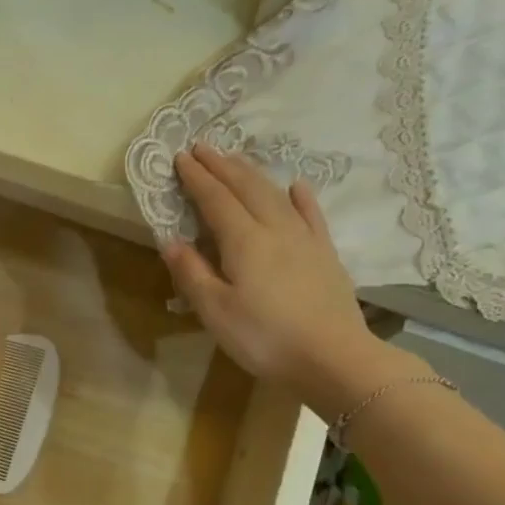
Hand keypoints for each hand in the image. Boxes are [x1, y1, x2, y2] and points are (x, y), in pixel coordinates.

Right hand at [162, 144, 391, 414]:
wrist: (332, 357)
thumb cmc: (264, 338)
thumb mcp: (215, 311)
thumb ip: (192, 274)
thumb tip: (171, 241)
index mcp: (244, 241)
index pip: (215, 200)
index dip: (197, 178)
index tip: (180, 157)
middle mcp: (275, 229)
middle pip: (246, 188)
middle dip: (222, 166)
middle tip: (203, 147)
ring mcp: (305, 239)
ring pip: (275, 195)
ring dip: (253, 174)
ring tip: (235, 160)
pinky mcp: (325, 254)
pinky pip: (311, 215)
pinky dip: (300, 197)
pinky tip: (296, 186)